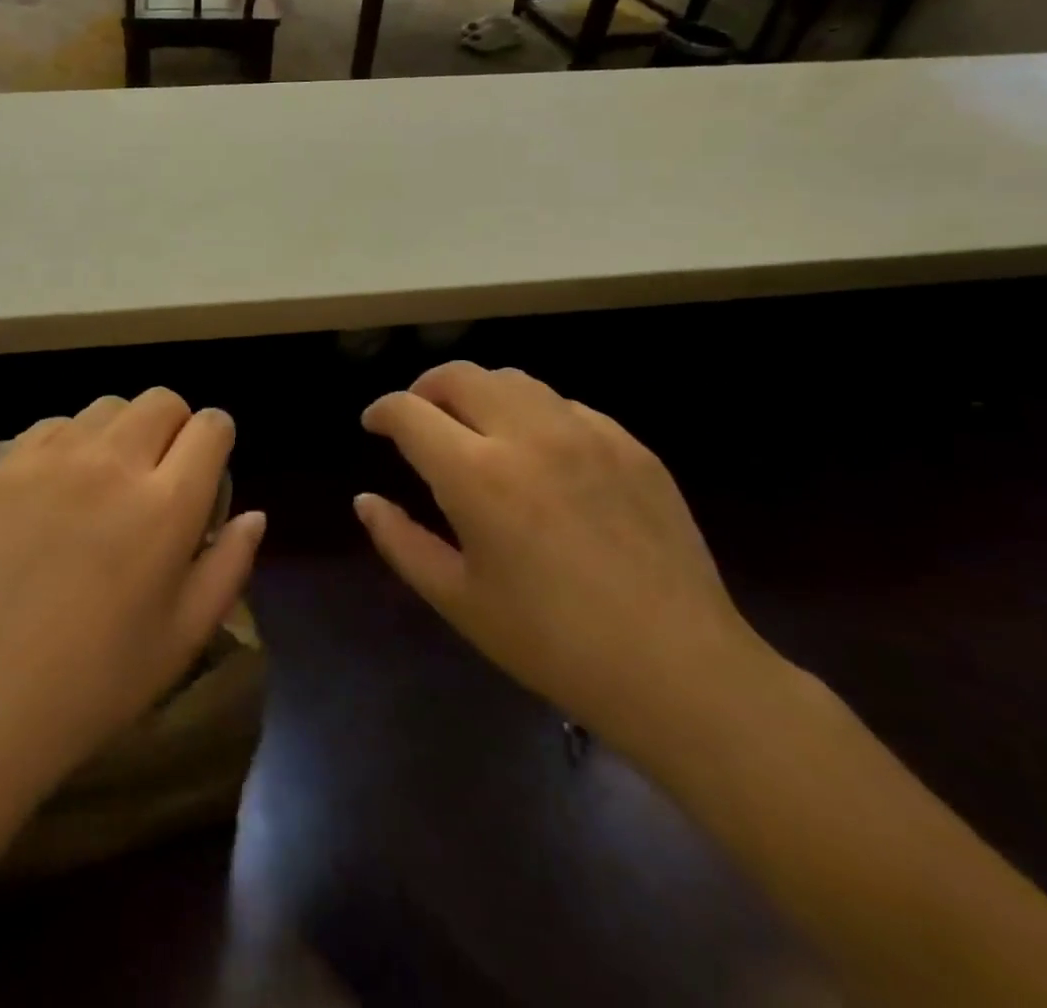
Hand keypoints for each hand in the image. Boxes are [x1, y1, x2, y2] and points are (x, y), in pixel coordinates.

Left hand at [0, 389, 263, 795]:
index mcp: (166, 505)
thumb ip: (230, 564)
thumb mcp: (186, 634)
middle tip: (161, 475)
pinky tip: (61, 489)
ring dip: (124, 432)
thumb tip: (254, 514)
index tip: (207, 469)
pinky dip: (72, 443)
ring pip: (108, 407)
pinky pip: (55, 425)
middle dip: (175, 426)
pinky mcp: (6, 465)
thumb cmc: (99, 678)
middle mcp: (113, 463)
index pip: (210, 426)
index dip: (217, 439)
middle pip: (161, 400)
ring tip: (109, 481)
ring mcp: (53, 458)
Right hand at [356, 363, 769, 763]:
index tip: (374, 426)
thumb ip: (400, 541)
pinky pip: (566, 406)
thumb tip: (366, 501)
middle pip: (460, 376)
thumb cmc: (551, 642)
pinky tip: (540, 454)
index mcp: (476, 474)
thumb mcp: (457, 599)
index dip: (382, 411)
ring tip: (476, 428)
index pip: (409, 411)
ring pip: (514, 380)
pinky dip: (534, 414)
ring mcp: (586, 433)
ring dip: (479, 393)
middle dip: (425, 389)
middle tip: (419, 419)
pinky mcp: (631, 445)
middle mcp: (527, 434)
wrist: (679, 671)